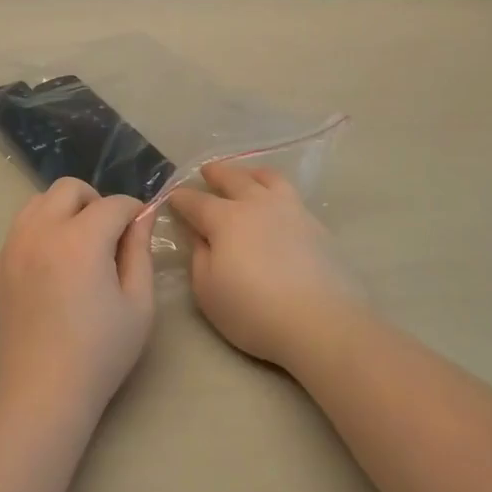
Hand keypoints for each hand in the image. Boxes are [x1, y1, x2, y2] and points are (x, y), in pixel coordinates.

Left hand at [0, 178, 156, 421]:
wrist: (38, 397)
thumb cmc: (99, 354)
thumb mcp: (138, 306)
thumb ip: (140, 252)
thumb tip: (142, 217)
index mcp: (80, 238)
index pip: (113, 204)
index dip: (134, 212)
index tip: (141, 230)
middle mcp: (40, 232)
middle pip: (68, 189)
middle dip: (94, 201)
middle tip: (107, 235)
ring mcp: (9, 251)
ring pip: (35, 205)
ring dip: (61, 213)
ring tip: (76, 248)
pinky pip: (16, 237)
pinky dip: (37, 239)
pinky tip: (48, 276)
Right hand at [167, 164, 365, 370]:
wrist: (319, 321)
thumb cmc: (253, 310)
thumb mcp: (208, 291)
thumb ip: (198, 256)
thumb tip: (197, 234)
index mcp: (225, 219)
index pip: (196, 201)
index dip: (181, 199)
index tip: (172, 197)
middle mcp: (256, 204)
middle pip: (233, 178)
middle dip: (216, 173)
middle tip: (207, 171)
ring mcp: (289, 210)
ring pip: (267, 178)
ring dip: (250, 173)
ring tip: (246, 176)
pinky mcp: (314, 223)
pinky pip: (289, 193)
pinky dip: (275, 189)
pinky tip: (276, 204)